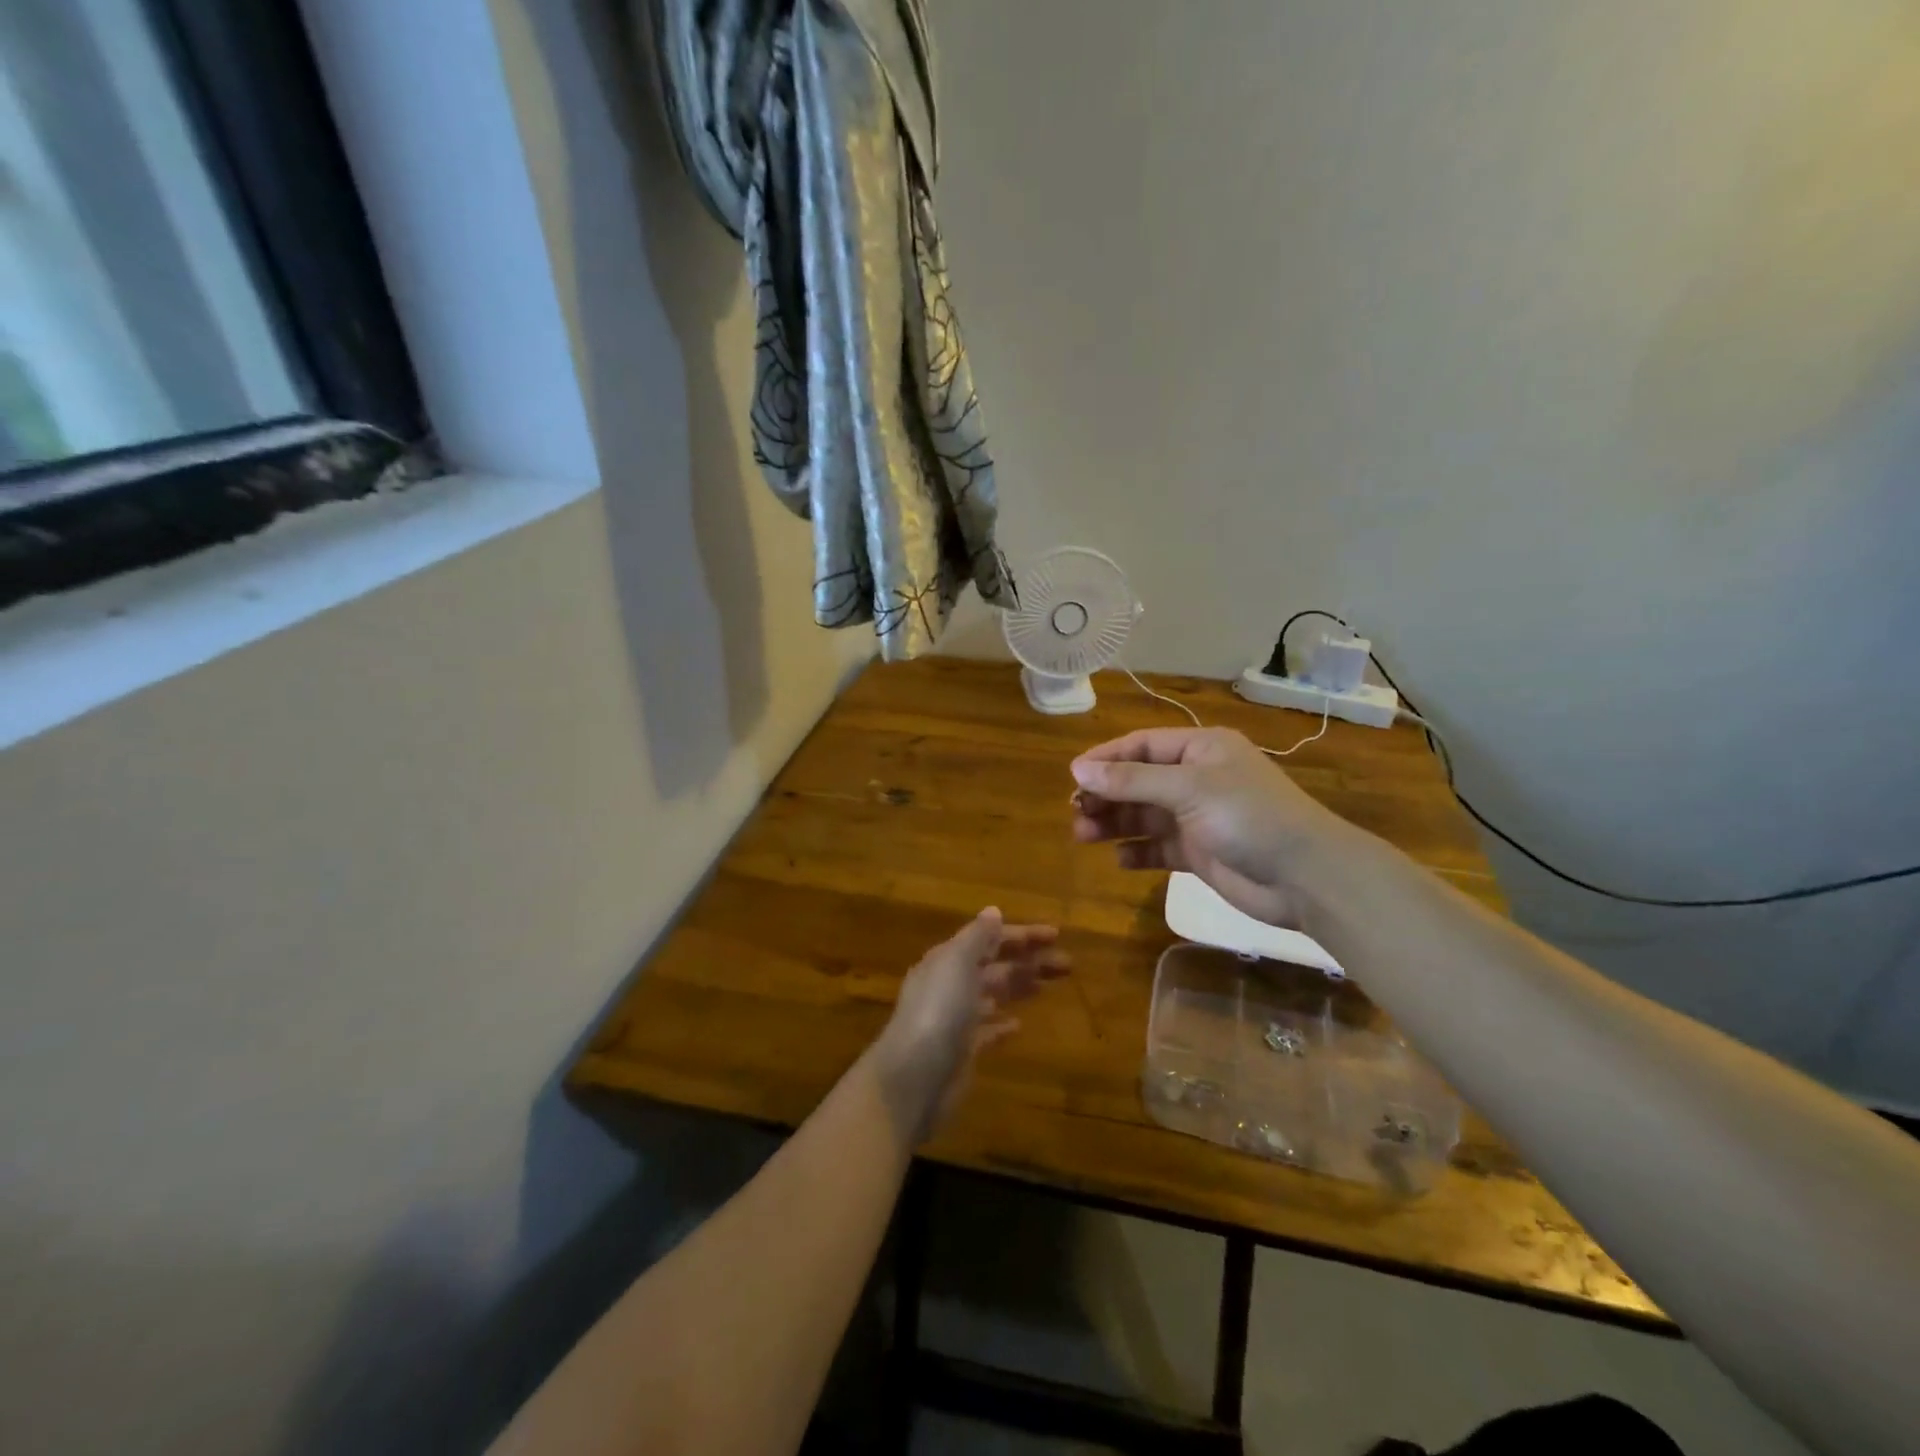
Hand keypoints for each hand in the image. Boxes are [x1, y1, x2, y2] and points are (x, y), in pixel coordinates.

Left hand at [870, 909, 1068, 1144]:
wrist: (914, 1077)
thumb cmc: (938, 1010)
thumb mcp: (957, 962)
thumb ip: (977, 936)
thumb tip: (993, 911)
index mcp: (948, 959)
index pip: (989, 939)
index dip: (1022, 935)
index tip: (1056, 935)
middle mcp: (951, 984)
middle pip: (995, 966)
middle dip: (1029, 961)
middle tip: (1067, 964)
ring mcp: (956, 1018)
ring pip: (994, 994)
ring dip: (1020, 987)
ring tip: (1048, 986)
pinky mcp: (962, 1051)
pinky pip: (986, 1031)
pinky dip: (1002, 1025)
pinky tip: (1019, 1026)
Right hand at [1070, 726, 1357, 927]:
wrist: (1305, 877)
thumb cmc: (1248, 816)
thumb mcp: (1188, 789)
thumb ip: (1132, 781)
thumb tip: (1079, 770)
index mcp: (1200, 750)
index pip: (1141, 746)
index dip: (1106, 759)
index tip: (1073, 777)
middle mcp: (1197, 778)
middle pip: (1138, 781)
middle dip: (1106, 795)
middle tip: (1075, 812)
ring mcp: (1197, 817)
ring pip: (1143, 815)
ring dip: (1114, 823)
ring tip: (1083, 835)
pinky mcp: (1199, 852)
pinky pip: (1158, 847)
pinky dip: (1137, 852)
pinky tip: (1119, 859)